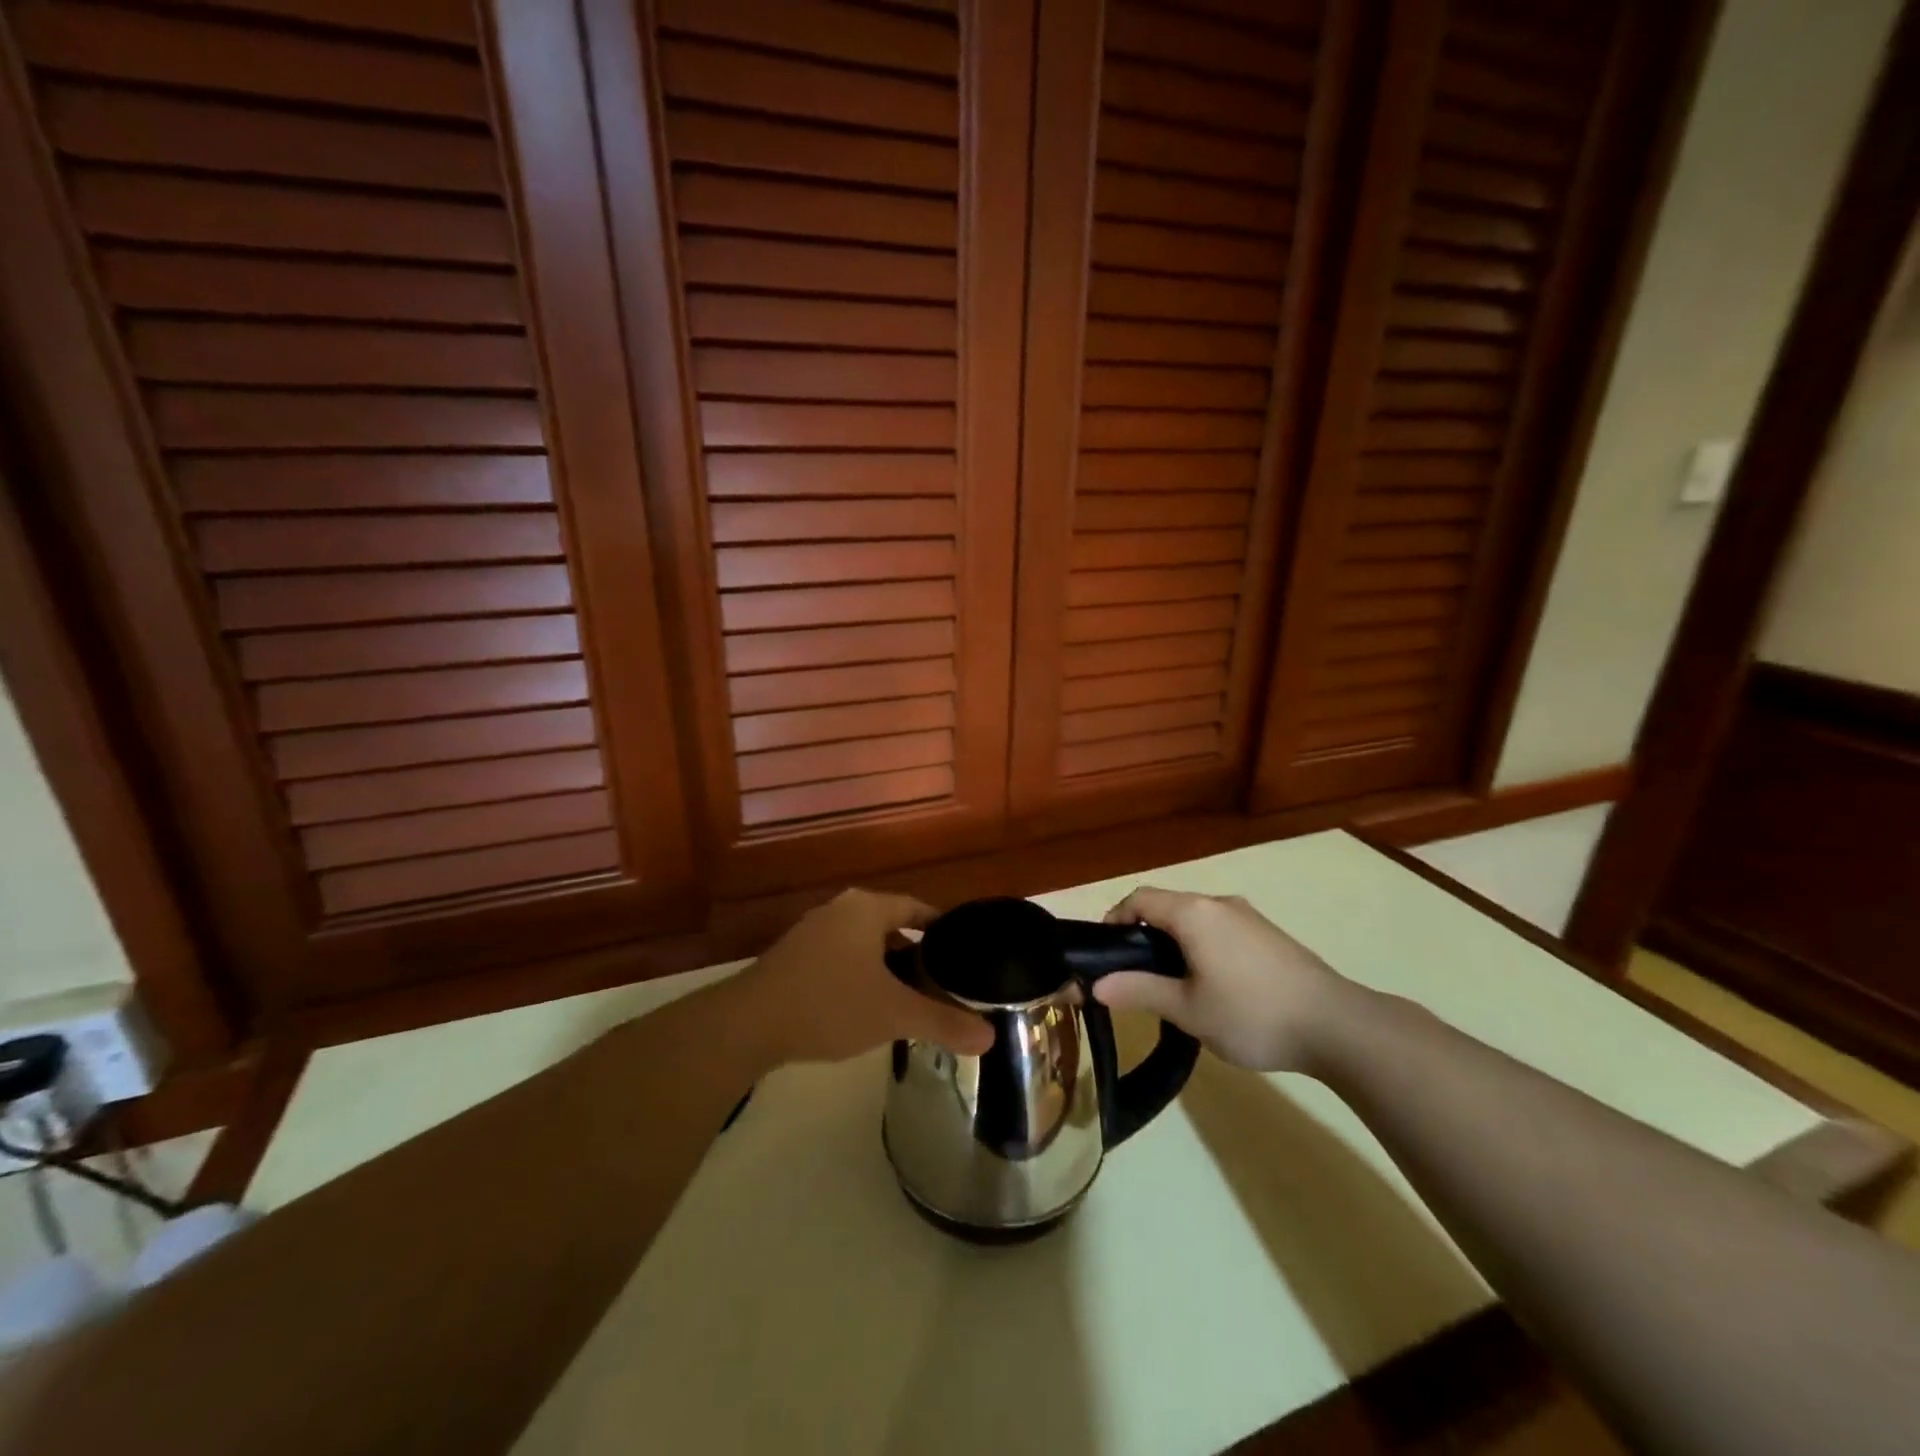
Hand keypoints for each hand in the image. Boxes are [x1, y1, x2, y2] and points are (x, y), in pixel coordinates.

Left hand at [740, 889, 994, 1064]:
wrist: (748, 1025)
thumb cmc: (829, 1004)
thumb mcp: (893, 1014)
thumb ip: (942, 1022)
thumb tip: (990, 1037)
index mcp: (865, 909)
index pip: (916, 907)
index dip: (941, 927)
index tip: (962, 949)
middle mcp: (838, 911)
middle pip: (889, 925)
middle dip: (915, 953)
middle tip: (942, 981)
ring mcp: (811, 933)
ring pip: (862, 945)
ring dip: (885, 967)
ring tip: (909, 997)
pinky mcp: (791, 959)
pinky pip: (839, 959)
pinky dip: (859, 976)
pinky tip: (865, 1007)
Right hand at [1098, 887, 1349, 1072]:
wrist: (1337, 1026)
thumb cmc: (1252, 1014)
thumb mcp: (1188, 1009)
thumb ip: (1140, 990)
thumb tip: (1097, 985)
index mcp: (1194, 913)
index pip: (1140, 898)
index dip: (1115, 918)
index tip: (1105, 952)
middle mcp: (1220, 903)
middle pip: (1168, 906)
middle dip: (1144, 934)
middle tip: (1135, 976)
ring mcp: (1249, 917)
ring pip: (1196, 919)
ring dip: (1175, 943)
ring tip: (1172, 986)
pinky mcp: (1270, 935)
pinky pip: (1220, 930)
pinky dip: (1202, 947)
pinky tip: (1213, 986)